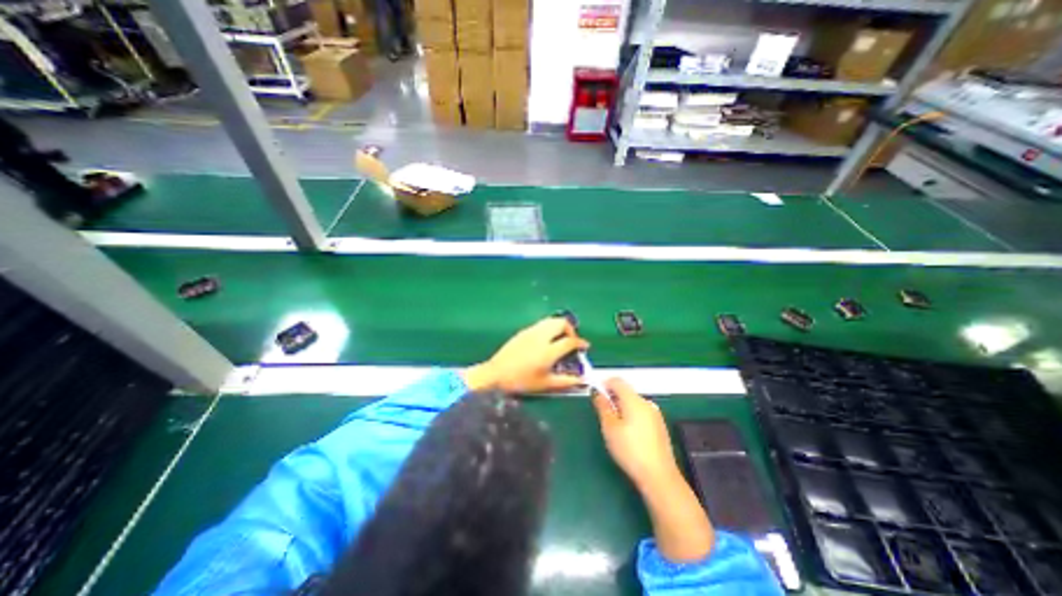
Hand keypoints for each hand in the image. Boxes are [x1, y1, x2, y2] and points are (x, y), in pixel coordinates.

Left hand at [463, 317, 588, 395]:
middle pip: (561, 323)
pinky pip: (541, 324)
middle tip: (571, 340)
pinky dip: (549, 327)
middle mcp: (541, 336)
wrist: (496, 374)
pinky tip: (546, 339)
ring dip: (560, 326)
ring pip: (551, 320)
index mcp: (548, 351)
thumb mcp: (545, 384)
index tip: (584, 346)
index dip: (580, 342)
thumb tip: (582, 380)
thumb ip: (566, 381)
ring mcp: (531, 331)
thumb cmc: (521, 381)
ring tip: (560, 338)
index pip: (570, 341)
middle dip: (571, 329)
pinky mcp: (523, 331)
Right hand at [594, 379, 716, 561]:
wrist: (659, 476)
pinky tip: (629, 435)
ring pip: (633, 403)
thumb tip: (598, 393)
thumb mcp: (609, 428)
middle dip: (613, 398)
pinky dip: (632, 416)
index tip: (596, 397)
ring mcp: (655, 414)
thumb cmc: (630, 450)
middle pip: (626, 391)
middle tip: (604, 415)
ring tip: (615, 428)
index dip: (604, 384)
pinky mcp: (659, 425)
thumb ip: (603, 407)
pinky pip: (641, 412)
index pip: (617, 381)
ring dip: (622, 408)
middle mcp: (646, 403)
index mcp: (634, 400)